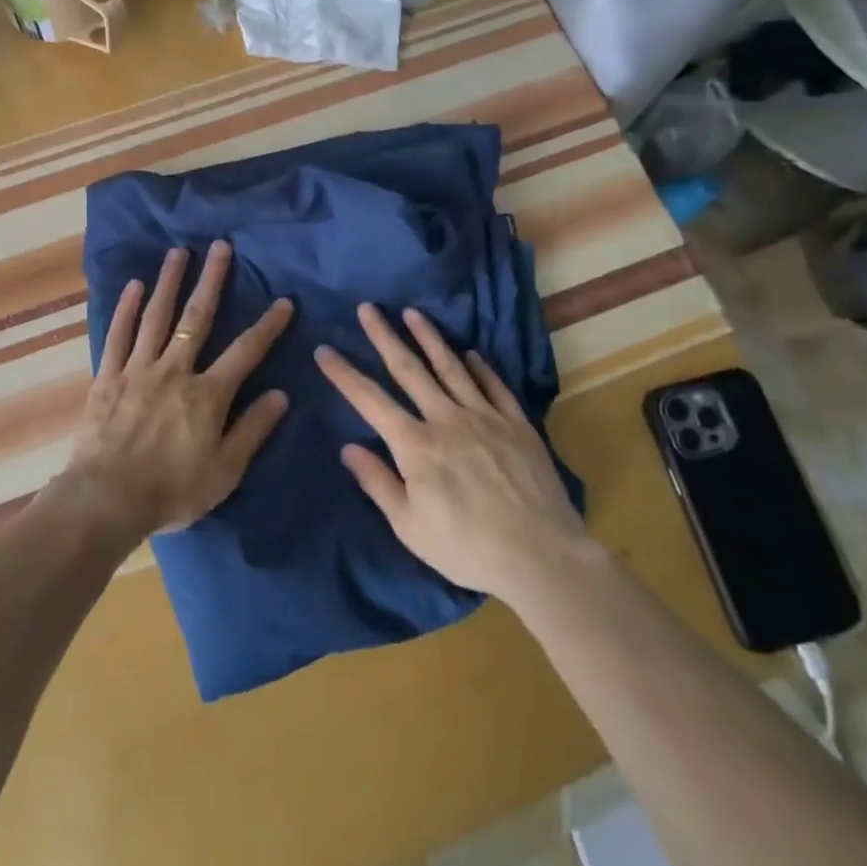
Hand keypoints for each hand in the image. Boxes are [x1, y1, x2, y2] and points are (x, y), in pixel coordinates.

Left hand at [62, 240, 293, 542]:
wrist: (108, 499)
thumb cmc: (172, 491)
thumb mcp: (225, 471)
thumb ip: (253, 430)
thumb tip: (280, 394)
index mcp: (207, 394)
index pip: (245, 352)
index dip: (267, 326)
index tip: (284, 301)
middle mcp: (175, 370)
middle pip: (197, 318)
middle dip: (212, 281)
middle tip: (220, 247)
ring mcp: (138, 369)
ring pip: (157, 317)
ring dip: (169, 282)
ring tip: (178, 252)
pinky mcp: (108, 377)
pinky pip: (118, 336)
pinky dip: (126, 309)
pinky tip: (134, 286)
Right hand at [315, 303, 594, 604]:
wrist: (542, 557)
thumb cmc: (466, 548)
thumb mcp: (409, 526)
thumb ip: (377, 482)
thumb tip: (348, 447)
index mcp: (415, 445)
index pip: (369, 399)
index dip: (343, 373)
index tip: (324, 350)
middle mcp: (446, 419)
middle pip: (409, 369)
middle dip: (384, 336)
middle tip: (367, 308)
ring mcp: (485, 417)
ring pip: (451, 367)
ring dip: (429, 337)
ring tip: (412, 313)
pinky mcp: (517, 425)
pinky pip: (494, 386)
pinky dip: (480, 366)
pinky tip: (471, 352)